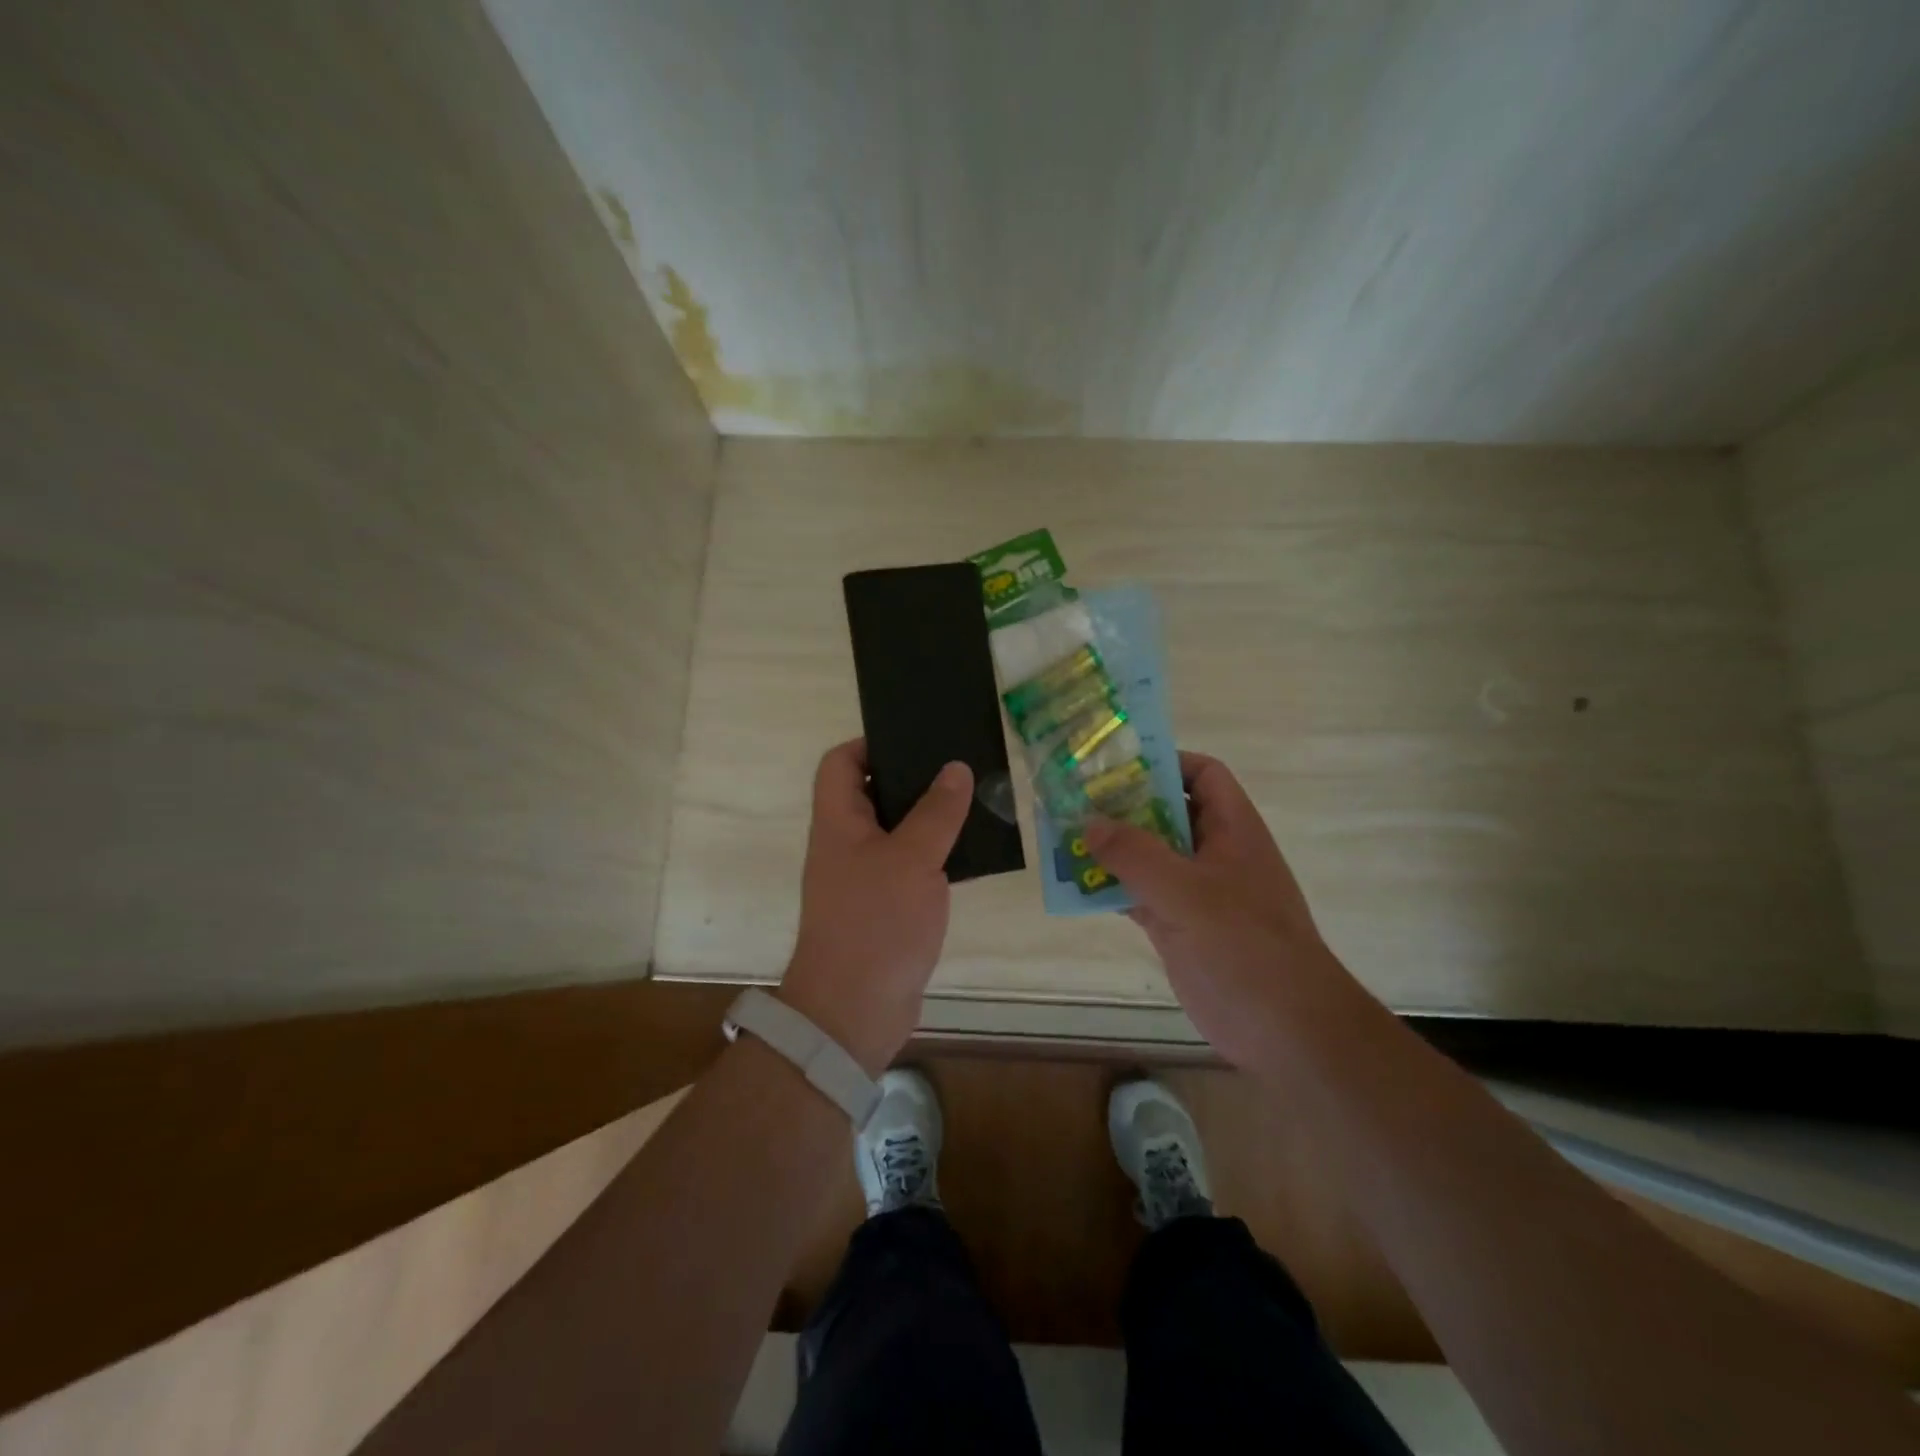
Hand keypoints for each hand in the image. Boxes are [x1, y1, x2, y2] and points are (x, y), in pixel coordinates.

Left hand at [779, 739, 973, 1074]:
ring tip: (975, 801)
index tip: (914, 740)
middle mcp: (847, 844)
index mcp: (839, 822)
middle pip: (873, 794)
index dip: (869, 744)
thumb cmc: (876, 923)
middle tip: (959, 767)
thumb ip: (936, 812)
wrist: (855, 1010)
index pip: (840, 764)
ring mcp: (865, 877)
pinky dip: (936, 855)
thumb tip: (955, 768)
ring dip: (931, 818)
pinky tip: (971, 851)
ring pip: (898, 832)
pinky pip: (911, 866)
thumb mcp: (912, 859)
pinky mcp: (886, 907)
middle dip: (913, 779)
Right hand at [1084, 752, 1353, 1065]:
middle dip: (1124, 806)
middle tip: (1074, 800)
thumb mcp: (1186, 891)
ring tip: (1064, 838)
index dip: (1165, 763)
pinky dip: (1112, 888)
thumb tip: (1089, 822)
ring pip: (1150, 856)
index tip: (1116, 766)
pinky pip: (1141, 895)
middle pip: (1167, 813)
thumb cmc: (1244, 945)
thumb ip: (1135, 854)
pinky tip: (1077, 887)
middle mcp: (1215, 853)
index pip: (1203, 775)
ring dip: (1112, 849)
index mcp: (1231, 830)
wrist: (1285, 1029)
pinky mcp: (1181, 927)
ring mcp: (1197, 893)